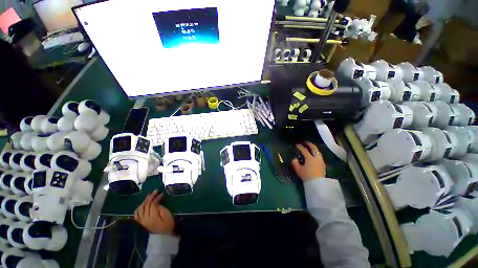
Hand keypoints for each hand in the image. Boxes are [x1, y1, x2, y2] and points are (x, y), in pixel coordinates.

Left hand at [134, 190, 174, 234]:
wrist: (164, 237)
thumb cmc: (168, 224)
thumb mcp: (167, 215)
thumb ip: (161, 208)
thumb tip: (156, 202)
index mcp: (152, 217)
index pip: (152, 204)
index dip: (156, 198)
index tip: (160, 193)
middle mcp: (144, 219)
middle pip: (145, 206)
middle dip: (150, 197)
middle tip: (155, 191)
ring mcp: (141, 222)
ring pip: (140, 209)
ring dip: (144, 202)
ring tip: (149, 197)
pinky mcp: (141, 223)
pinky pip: (137, 215)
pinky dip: (139, 208)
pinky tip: (142, 205)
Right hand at [291, 141, 325, 180]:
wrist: (318, 184)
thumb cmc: (307, 176)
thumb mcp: (298, 170)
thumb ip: (295, 163)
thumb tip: (294, 159)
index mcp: (310, 158)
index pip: (304, 150)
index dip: (300, 147)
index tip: (297, 145)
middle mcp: (316, 158)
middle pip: (314, 149)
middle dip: (310, 144)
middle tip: (306, 142)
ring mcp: (321, 161)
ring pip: (318, 152)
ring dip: (314, 149)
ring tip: (310, 148)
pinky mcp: (323, 165)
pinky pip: (319, 156)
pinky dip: (316, 153)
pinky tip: (314, 155)